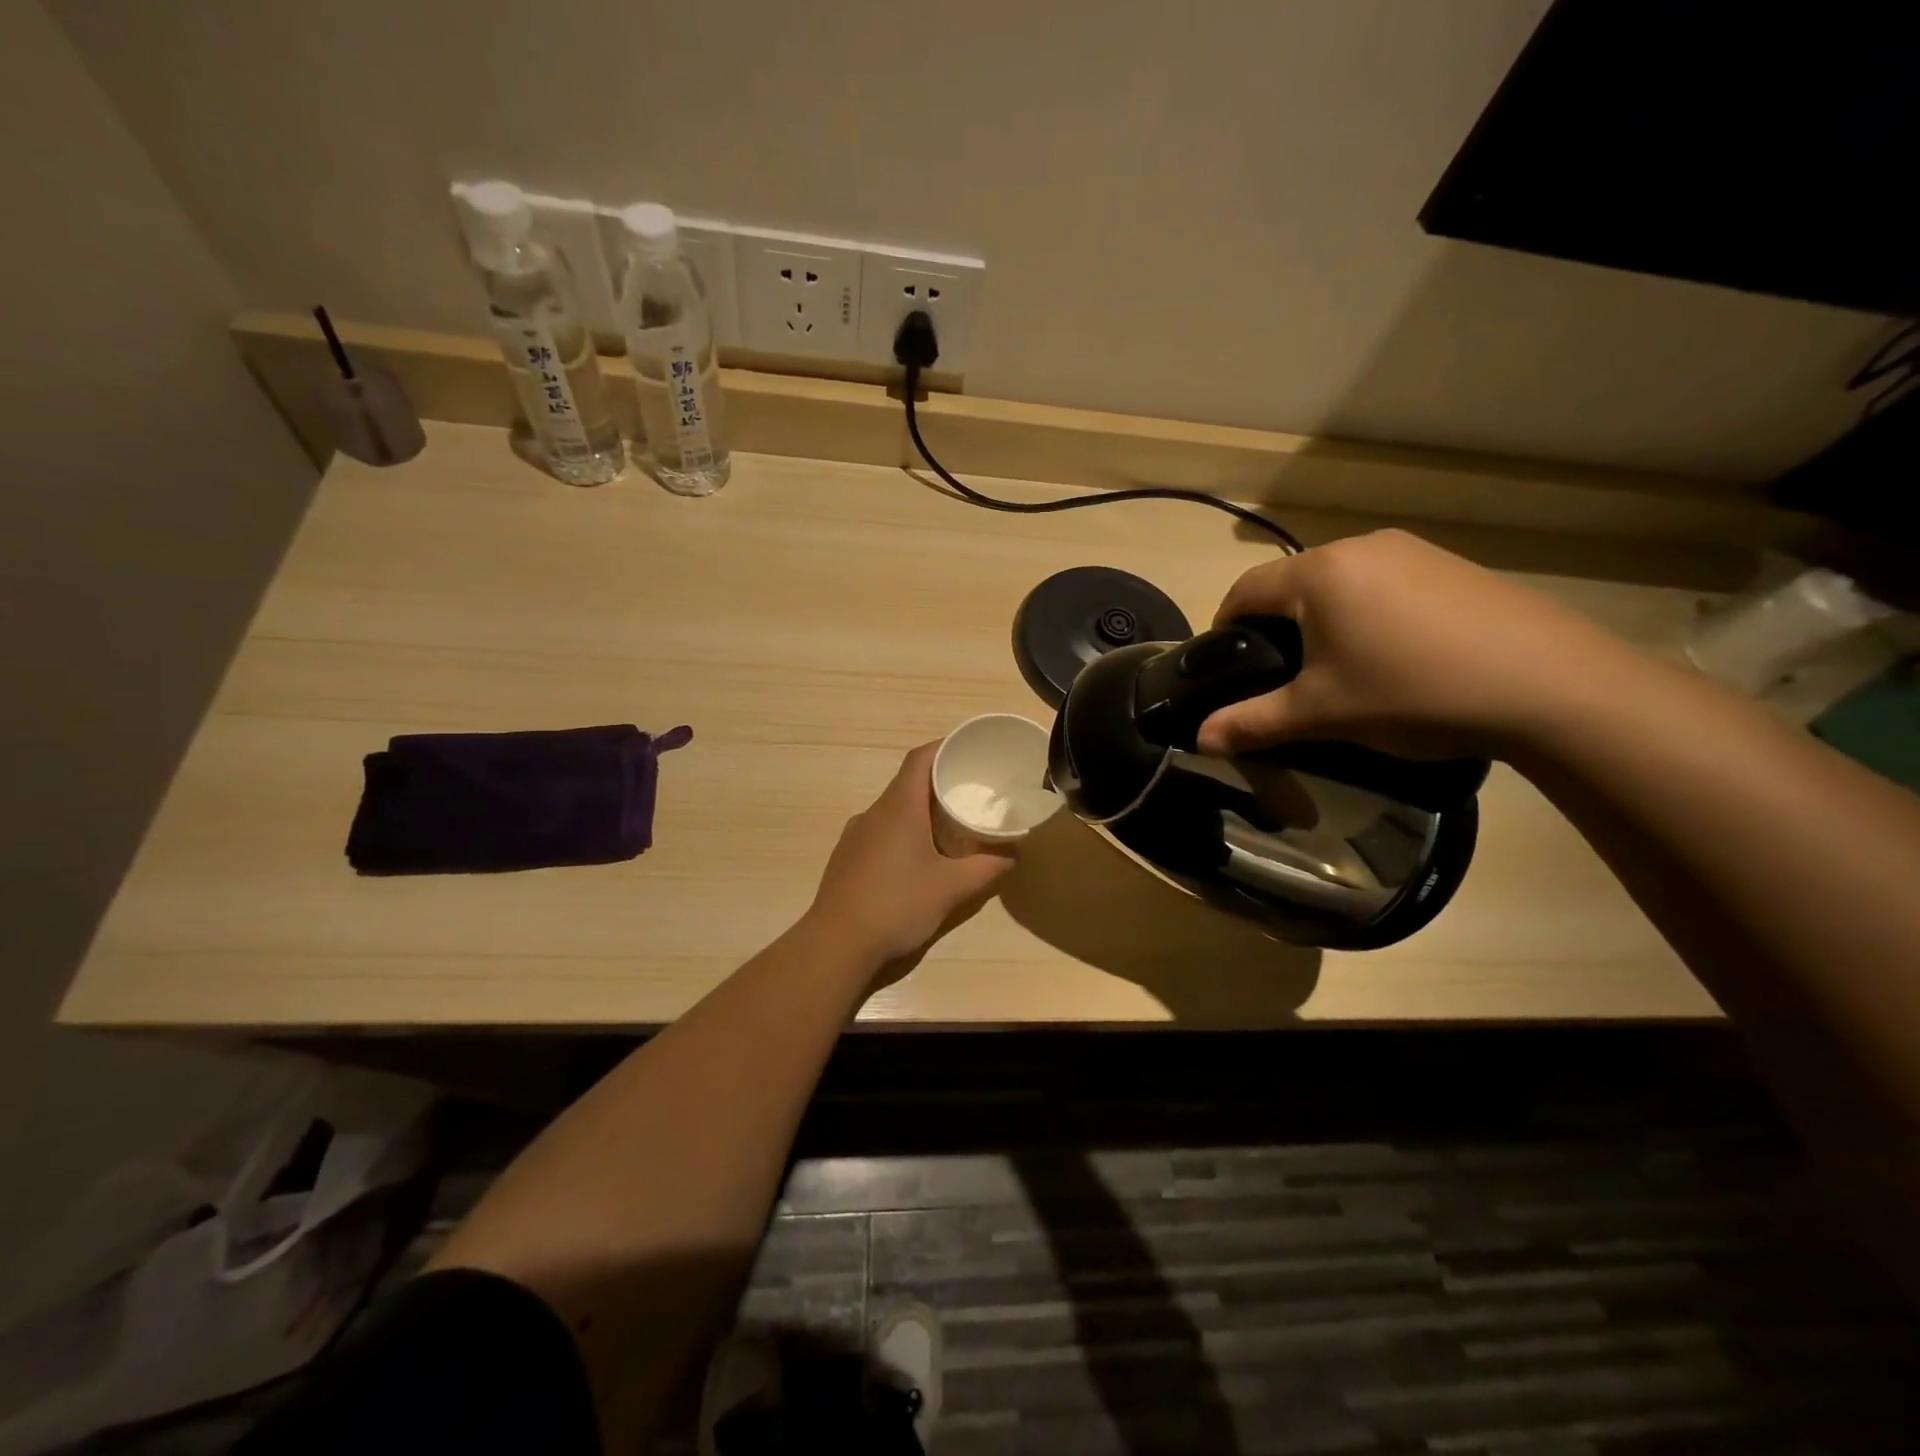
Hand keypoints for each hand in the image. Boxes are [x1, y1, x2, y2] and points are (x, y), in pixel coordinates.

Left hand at [805, 743, 1016, 968]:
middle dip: (939, 783)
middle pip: (908, 783)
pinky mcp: (847, 858)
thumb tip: (1015, 854)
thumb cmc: (897, 905)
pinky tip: (917, 860)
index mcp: (899, 808)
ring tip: (950, 827)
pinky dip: (903, 833)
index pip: (920, 758)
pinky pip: (880, 832)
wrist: (836, 944)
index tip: (969, 751)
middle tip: (971, 793)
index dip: (944, 748)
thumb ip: (988, 868)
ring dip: (920, 811)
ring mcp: (855, 836)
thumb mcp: (952, 888)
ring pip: (893, 810)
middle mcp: (874, 813)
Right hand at [1197, 529, 1640, 760]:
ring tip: (1338, 667)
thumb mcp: (1322, 714)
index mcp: (1319, 573)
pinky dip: (1368, 613)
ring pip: (1340, 582)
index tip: (1223, 664)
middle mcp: (1361, 547)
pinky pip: (1385, 583)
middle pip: (1292, 583)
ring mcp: (1413, 551)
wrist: (1551, 686)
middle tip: (1280, 675)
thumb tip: (1200, 740)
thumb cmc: (1413, 693)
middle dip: (1275, 625)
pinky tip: (1394, 654)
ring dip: (1322, 618)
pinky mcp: (1452, 565)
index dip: (1224, 625)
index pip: (1245, 589)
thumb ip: (1253, 723)